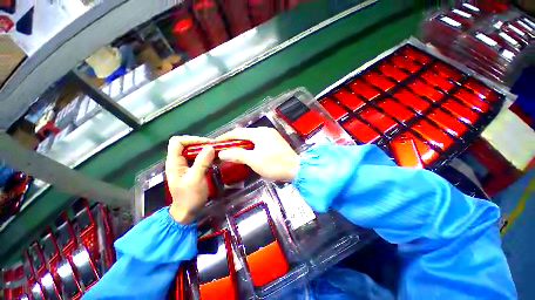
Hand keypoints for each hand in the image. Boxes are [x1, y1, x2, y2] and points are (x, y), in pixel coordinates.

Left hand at [165, 136, 214, 223]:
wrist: (188, 212)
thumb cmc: (189, 197)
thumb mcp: (195, 179)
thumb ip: (202, 162)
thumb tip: (210, 147)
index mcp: (174, 162)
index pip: (177, 142)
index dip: (191, 139)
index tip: (207, 144)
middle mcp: (179, 161)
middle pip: (188, 145)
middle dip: (202, 144)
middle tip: (216, 148)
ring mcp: (187, 165)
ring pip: (196, 151)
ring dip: (207, 150)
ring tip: (218, 152)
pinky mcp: (194, 169)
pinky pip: (201, 158)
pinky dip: (209, 157)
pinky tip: (217, 159)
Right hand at [217, 127, 299, 180]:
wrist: (296, 169)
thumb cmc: (274, 164)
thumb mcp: (254, 160)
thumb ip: (237, 155)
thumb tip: (222, 153)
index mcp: (259, 133)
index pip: (238, 132)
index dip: (226, 137)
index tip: (216, 142)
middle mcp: (265, 131)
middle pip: (245, 134)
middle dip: (234, 141)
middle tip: (224, 148)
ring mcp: (271, 135)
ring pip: (252, 138)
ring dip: (242, 144)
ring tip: (233, 151)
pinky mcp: (275, 141)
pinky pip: (259, 141)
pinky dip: (251, 146)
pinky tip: (248, 152)